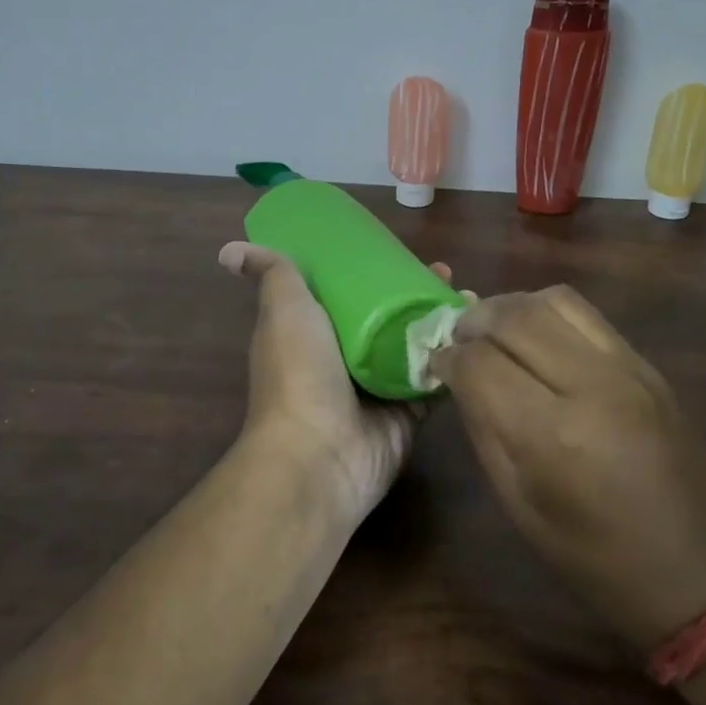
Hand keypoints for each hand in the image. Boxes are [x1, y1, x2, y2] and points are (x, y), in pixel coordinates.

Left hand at [218, 241, 452, 521]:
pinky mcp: (407, 415)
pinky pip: (435, 380)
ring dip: (441, 320)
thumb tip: (228, 250)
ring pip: (415, 345)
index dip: (373, 269)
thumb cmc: (299, 373)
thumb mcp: (284, 309)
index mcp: (314, 332)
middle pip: (387, 316)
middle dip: (415, 291)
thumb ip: (273, 274)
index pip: (348, 291)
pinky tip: (477, 333)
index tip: (400, 251)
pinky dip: (455, 358)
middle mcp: (344, 358)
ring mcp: (377, 389)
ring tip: (467, 295)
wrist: (320, 455)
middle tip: (443, 272)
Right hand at [429, 286, 705, 654]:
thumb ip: (485, 431)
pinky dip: (549, 315)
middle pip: (514, 316)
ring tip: (494, 331)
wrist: (705, 577)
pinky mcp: (650, 366)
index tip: (436, 364)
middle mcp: (592, 385)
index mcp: (553, 435)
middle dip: (473, 321)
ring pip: (554, 300)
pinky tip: (538, 341)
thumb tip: (459, 378)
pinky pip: (588, 315)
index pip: (480, 362)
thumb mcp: (521, 507)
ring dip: (511, 308)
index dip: (447, 358)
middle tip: (457, 339)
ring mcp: (628, 369)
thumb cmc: (598, 562)